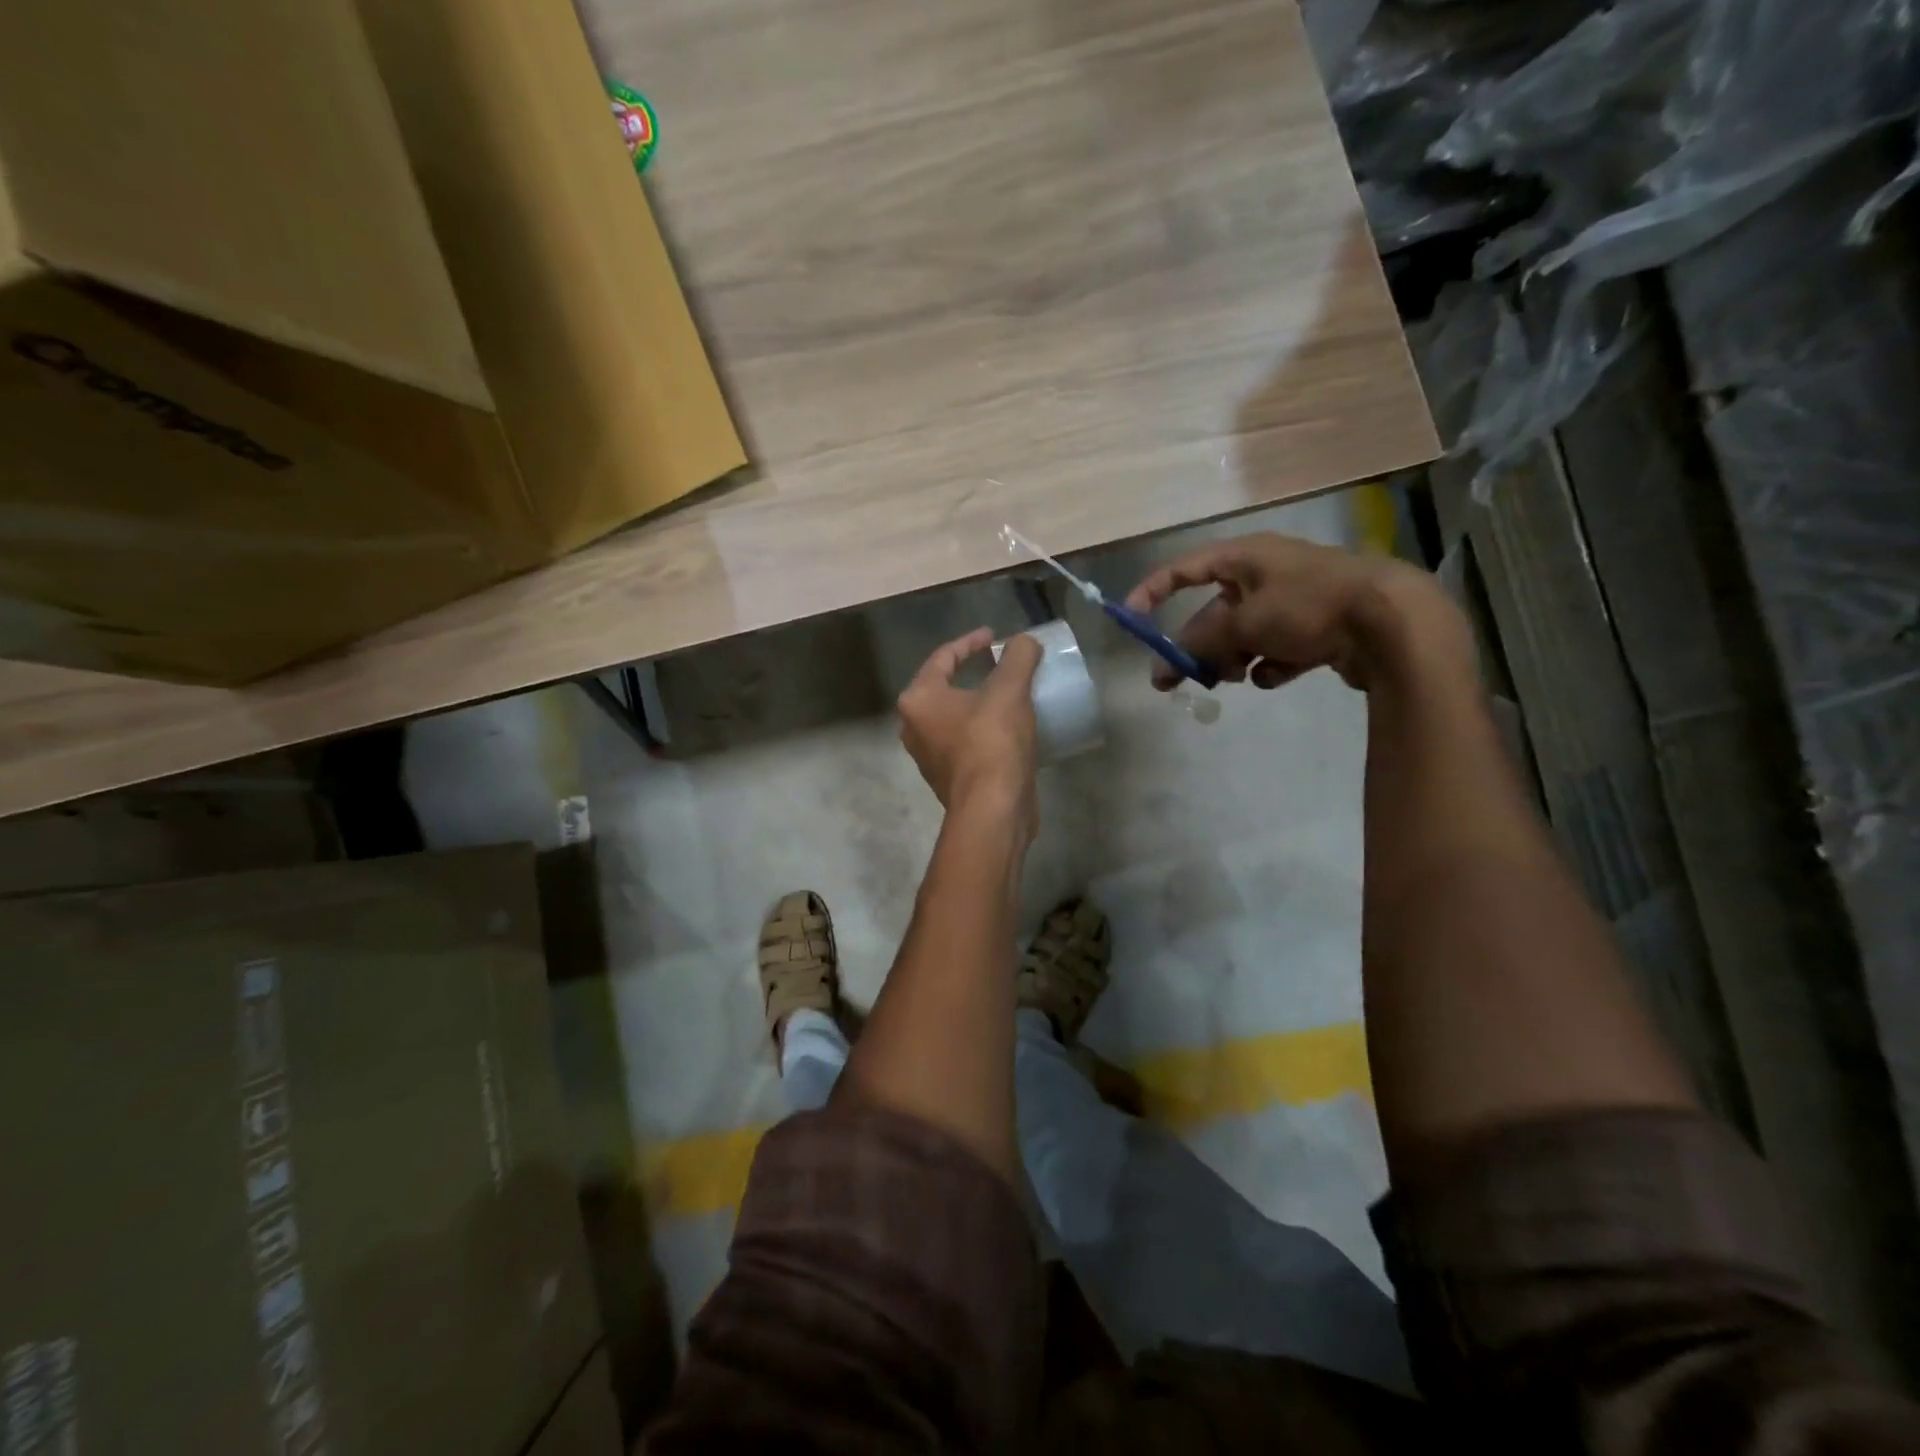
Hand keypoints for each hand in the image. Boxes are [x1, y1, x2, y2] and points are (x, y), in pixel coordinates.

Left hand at [897, 627, 1042, 831]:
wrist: (992, 811)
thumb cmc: (992, 744)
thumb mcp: (1009, 691)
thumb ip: (1018, 657)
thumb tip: (1025, 641)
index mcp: (918, 700)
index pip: (942, 657)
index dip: (970, 642)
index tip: (994, 636)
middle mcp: (914, 727)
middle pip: (944, 687)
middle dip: (972, 673)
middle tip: (1001, 663)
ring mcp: (929, 756)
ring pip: (955, 717)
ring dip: (979, 703)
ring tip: (1009, 694)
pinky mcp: (949, 778)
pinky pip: (966, 742)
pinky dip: (984, 729)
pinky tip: (1010, 729)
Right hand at [1125, 533, 1459, 691]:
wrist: (1393, 622)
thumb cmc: (1309, 607)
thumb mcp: (1243, 623)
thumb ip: (1200, 642)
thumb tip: (1167, 662)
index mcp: (1246, 557)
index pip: (1185, 568)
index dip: (1153, 591)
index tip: (1130, 618)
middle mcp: (1267, 574)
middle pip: (1214, 612)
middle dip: (1195, 646)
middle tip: (1171, 682)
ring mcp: (1295, 602)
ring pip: (1244, 635)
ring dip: (1231, 659)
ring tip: (1234, 679)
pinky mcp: (1318, 629)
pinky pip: (1277, 649)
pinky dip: (1271, 664)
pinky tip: (1277, 675)